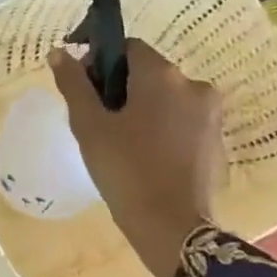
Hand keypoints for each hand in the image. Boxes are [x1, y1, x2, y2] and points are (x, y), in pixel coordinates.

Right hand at [48, 40, 224, 276]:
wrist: (173, 229)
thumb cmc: (125, 170)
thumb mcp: (89, 125)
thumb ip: (73, 84)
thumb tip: (59, 52)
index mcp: (163, 76)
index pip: (127, 47)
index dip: (99, 59)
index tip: (81, 85)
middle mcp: (194, 86)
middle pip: (148, 71)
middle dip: (119, 85)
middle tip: (95, 116)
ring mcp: (211, 115)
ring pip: (166, 97)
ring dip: (141, 106)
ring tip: (118, 138)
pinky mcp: (217, 142)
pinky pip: (182, 120)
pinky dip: (161, 126)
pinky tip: (143, 154)